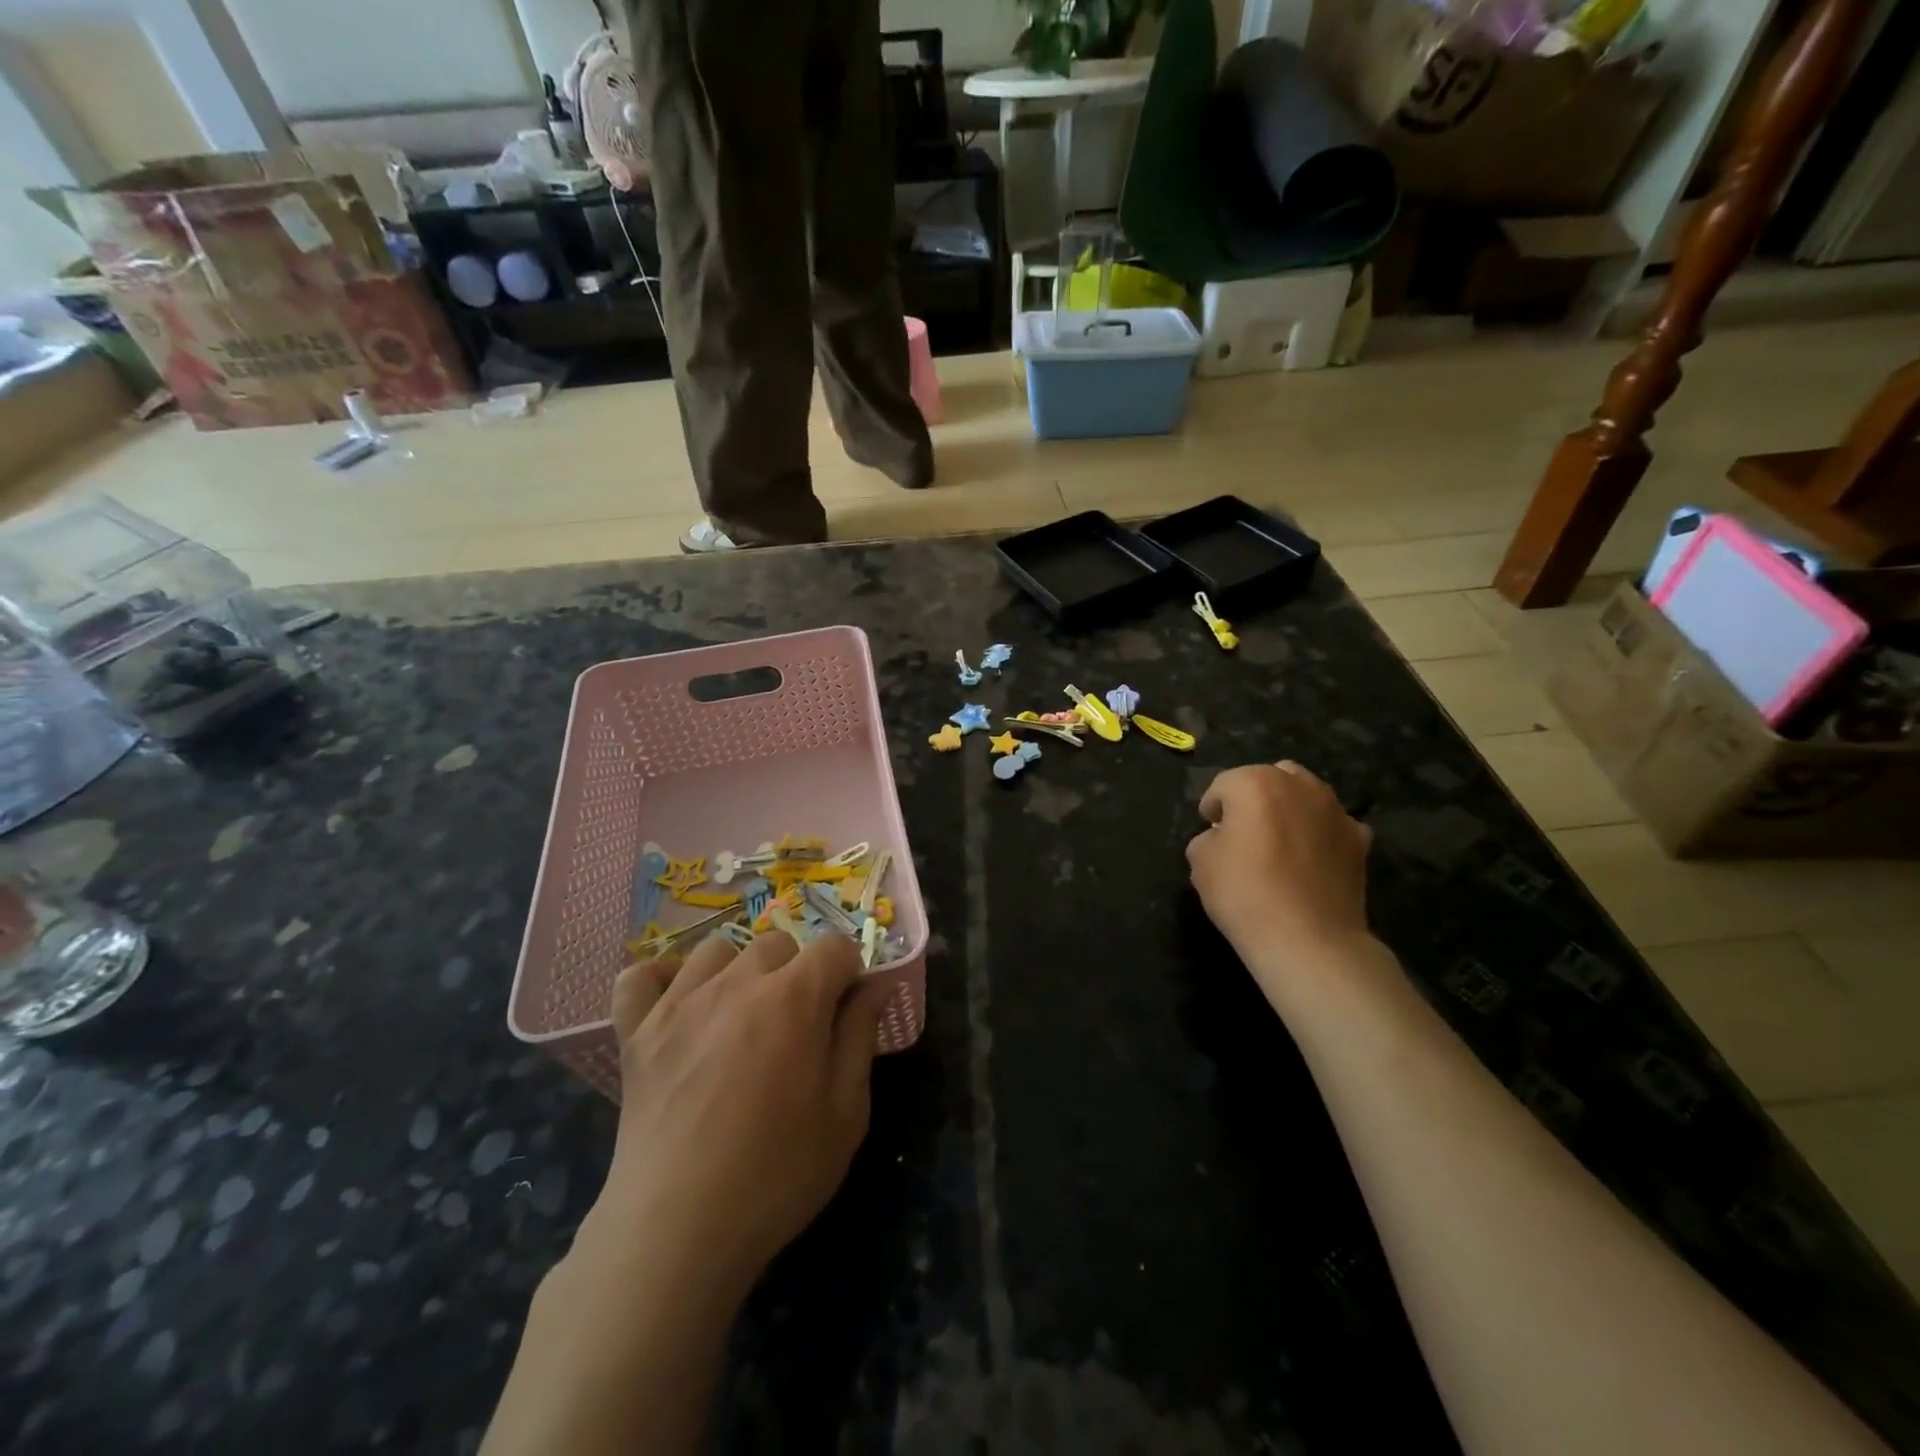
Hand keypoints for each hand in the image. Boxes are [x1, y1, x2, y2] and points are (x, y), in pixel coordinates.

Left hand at [600, 931, 894, 1292]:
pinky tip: (679, 1004)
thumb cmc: (776, 1173)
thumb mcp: (846, 1113)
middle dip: (798, 971)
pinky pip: (640, 976)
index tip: (846, 1010)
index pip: (834, 947)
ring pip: (717, 949)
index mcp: (794, 998)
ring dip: (739, 970)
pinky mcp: (636, 1031)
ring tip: (742, 1015)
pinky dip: (660, 979)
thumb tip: (874, 986)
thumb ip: (860, 1036)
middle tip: (797, 1025)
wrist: (677, 1230)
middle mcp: (737, 982)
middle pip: (778, 942)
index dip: (849, 972)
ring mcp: (679, 1002)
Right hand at [1187, 761, 1373, 964]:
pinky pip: (1332, 824)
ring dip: (1289, 809)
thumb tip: (1224, 838)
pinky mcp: (1359, 839)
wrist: (1309, 939)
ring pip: (1306, 794)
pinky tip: (1311, 858)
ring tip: (1279, 842)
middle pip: (1270, 778)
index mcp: (1255, 783)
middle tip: (1243, 831)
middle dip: (1254, 797)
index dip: (1212, 808)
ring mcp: (1335, 810)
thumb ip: (1208, 838)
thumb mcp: (1200, 862)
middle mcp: (1299, 785)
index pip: (1224, 785)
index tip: (1209, 830)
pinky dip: (1320, 832)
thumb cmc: (1245, 894)